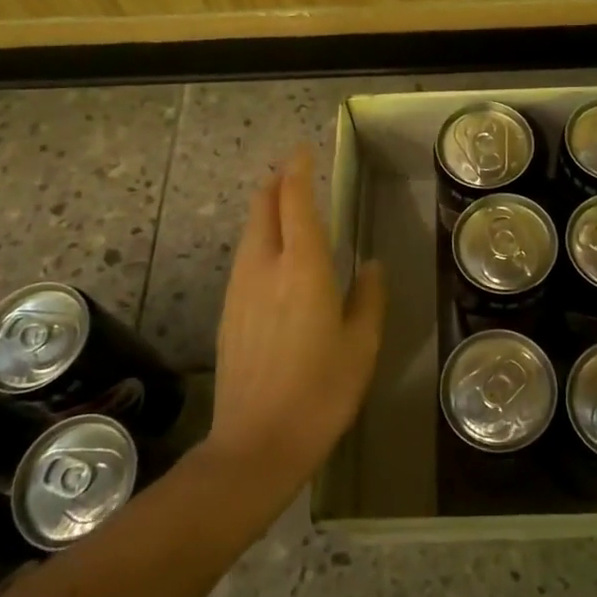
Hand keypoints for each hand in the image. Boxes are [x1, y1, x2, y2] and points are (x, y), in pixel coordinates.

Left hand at [202, 147, 385, 497]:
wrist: (256, 444)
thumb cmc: (321, 391)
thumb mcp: (361, 344)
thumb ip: (367, 296)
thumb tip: (368, 265)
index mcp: (302, 267)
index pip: (294, 201)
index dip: (297, 171)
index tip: (303, 151)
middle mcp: (264, 267)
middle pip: (263, 209)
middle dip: (276, 184)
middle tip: (294, 173)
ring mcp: (240, 289)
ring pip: (249, 233)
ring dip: (266, 211)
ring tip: (285, 207)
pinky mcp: (228, 312)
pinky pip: (244, 258)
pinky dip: (259, 240)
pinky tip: (273, 256)